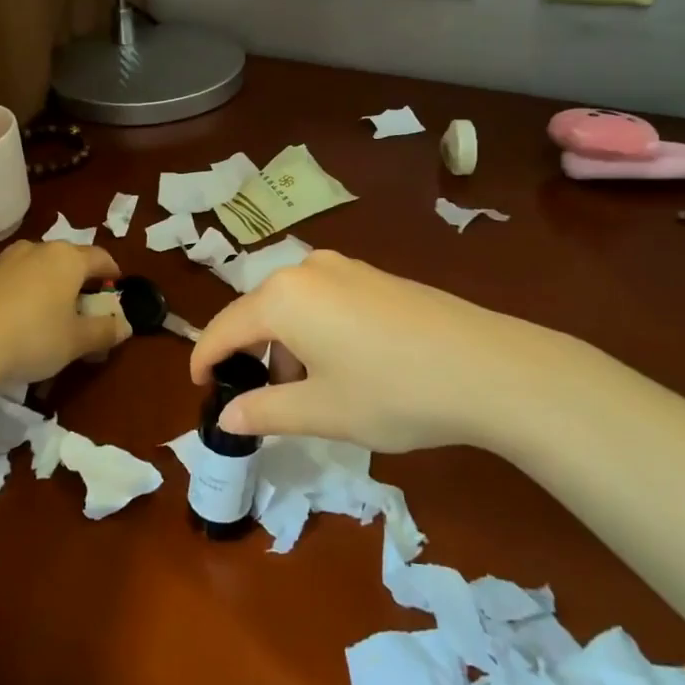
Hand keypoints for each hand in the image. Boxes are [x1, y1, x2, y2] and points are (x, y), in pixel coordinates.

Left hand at [0, 240, 130, 383]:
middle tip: (82, 303)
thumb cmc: (33, 338)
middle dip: (77, 278)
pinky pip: (5, 281)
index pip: (100, 257)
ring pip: (33, 266)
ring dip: (44, 282)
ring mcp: (1, 262)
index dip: (112, 272)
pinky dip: (14, 293)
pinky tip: (10, 318)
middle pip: (66, 258)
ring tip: (45, 309)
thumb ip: (104, 331)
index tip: (116, 287)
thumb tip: (125, 325)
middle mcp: (36, 250)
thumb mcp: (76, 342)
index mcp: (67, 259)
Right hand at [189, 251, 574, 452]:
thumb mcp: (322, 411)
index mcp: (283, 297)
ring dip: (286, 345)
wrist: (486, 367)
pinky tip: (343, 366)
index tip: (198, 387)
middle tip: (257, 400)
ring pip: (294, 306)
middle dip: (251, 355)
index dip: (206, 359)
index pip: (226, 328)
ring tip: (307, 391)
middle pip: (260, 312)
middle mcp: (308, 270)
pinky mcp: (376, 275)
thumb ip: (265, 412)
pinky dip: (315, 331)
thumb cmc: (392, 392)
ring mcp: (346, 267)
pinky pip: (325, 300)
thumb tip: (227, 417)